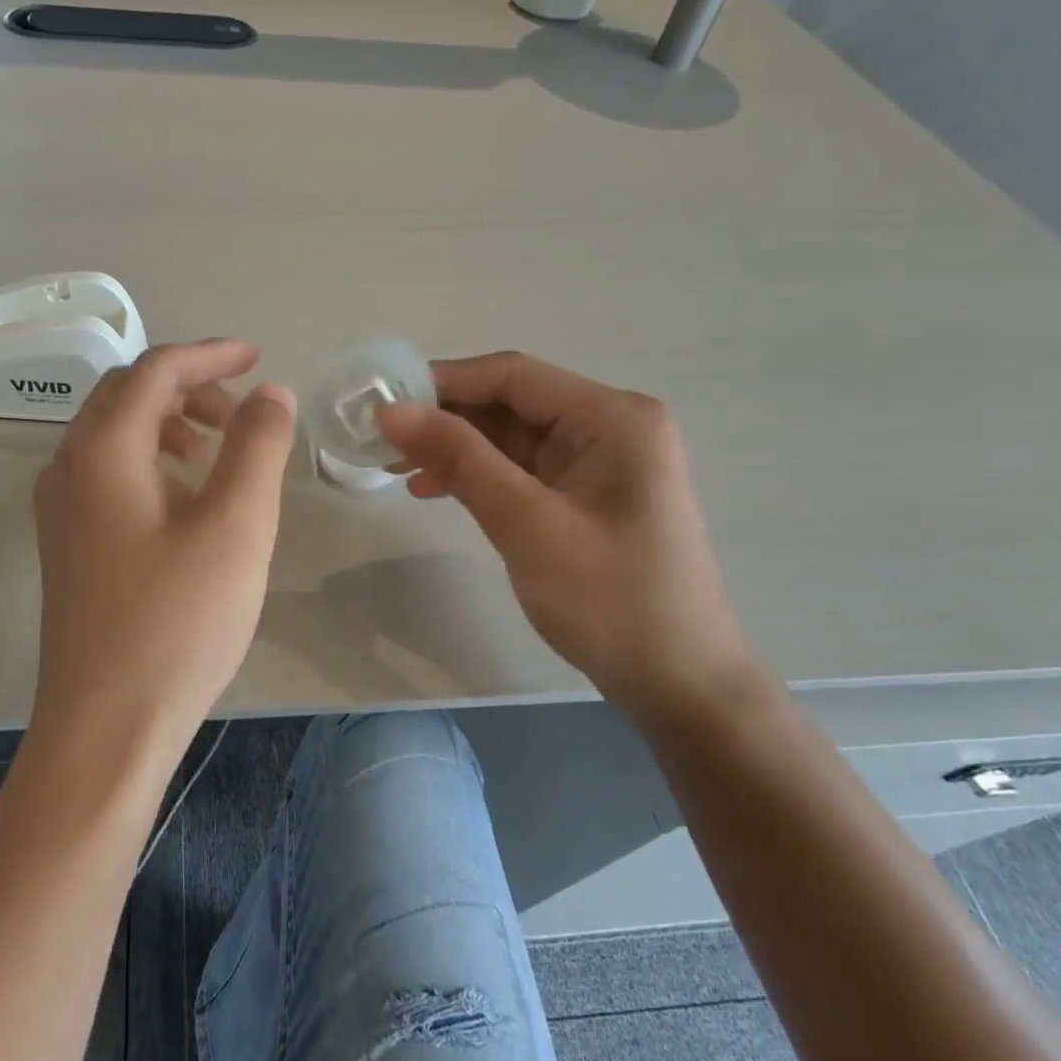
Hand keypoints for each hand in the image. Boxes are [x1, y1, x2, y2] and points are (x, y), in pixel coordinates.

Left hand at [32, 340, 296, 758]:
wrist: (106, 727)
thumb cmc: (177, 622)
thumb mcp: (236, 525)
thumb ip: (256, 446)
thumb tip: (269, 393)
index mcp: (102, 450)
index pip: (155, 371)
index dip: (210, 356)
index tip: (258, 359)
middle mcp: (68, 467)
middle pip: (127, 394)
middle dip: (188, 387)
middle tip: (243, 412)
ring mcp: (60, 509)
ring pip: (114, 434)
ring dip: (169, 423)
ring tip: (219, 451)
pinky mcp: (69, 545)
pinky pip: (108, 473)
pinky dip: (152, 460)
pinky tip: (187, 499)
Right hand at [380, 352, 755, 720]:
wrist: (680, 685)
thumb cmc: (611, 601)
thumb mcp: (527, 524)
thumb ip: (460, 459)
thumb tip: (393, 411)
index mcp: (613, 418)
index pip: (513, 375)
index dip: (443, 382)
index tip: (382, 402)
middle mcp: (611, 426)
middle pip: (511, 402)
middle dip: (445, 418)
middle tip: (380, 440)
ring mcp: (601, 463)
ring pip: (511, 437)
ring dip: (456, 448)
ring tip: (396, 468)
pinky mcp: (588, 496)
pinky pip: (522, 469)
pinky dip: (478, 476)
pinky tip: (435, 489)